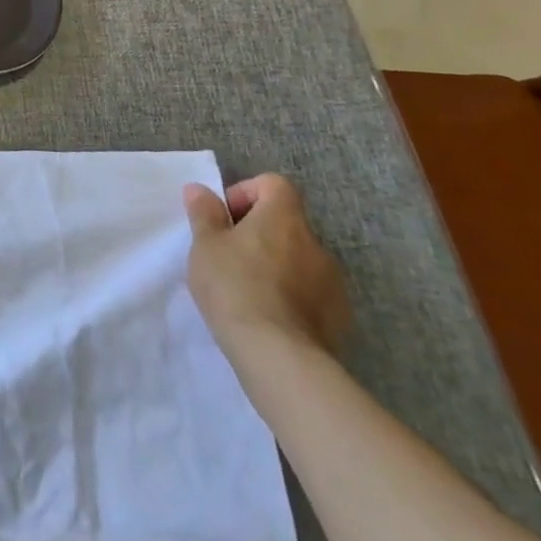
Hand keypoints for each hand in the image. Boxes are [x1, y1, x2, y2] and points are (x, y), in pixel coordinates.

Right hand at [183, 173, 349, 365]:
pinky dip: (292, 295)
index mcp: (283, 218)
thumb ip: (204, 213)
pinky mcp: (339, 315)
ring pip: (299, 258)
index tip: (226, 219)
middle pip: (286, 223)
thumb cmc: (235, 286)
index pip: (274, 184)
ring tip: (248, 291)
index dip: (247, 193)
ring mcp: (332, 281)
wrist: (279, 355)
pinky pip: (312, 291)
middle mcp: (314, 242)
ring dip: (276, 265)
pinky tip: (269, 316)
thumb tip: (200, 189)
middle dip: (258, 234)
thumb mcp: (205, 245)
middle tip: (229, 257)